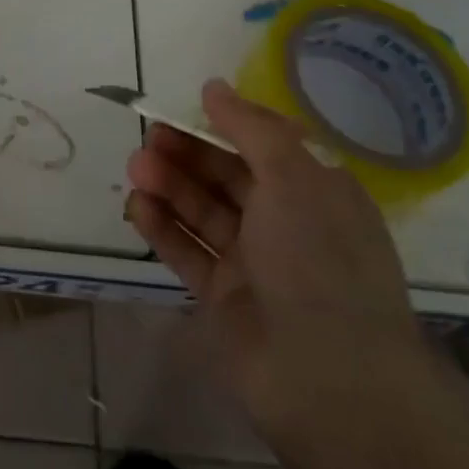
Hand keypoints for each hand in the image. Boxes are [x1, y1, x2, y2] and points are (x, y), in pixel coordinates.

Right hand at [126, 80, 441, 460]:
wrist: (332, 381)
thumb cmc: (320, 259)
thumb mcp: (294, 176)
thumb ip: (250, 127)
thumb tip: (214, 87)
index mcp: (317, 192)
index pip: (266, 144)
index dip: (225, 123)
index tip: (185, 106)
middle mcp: (288, 223)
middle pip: (228, 175)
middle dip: (189, 152)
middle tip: (149, 136)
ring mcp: (255, 263)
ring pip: (204, 211)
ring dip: (170, 185)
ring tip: (136, 167)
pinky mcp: (225, 298)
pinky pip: (188, 251)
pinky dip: (162, 227)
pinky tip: (137, 205)